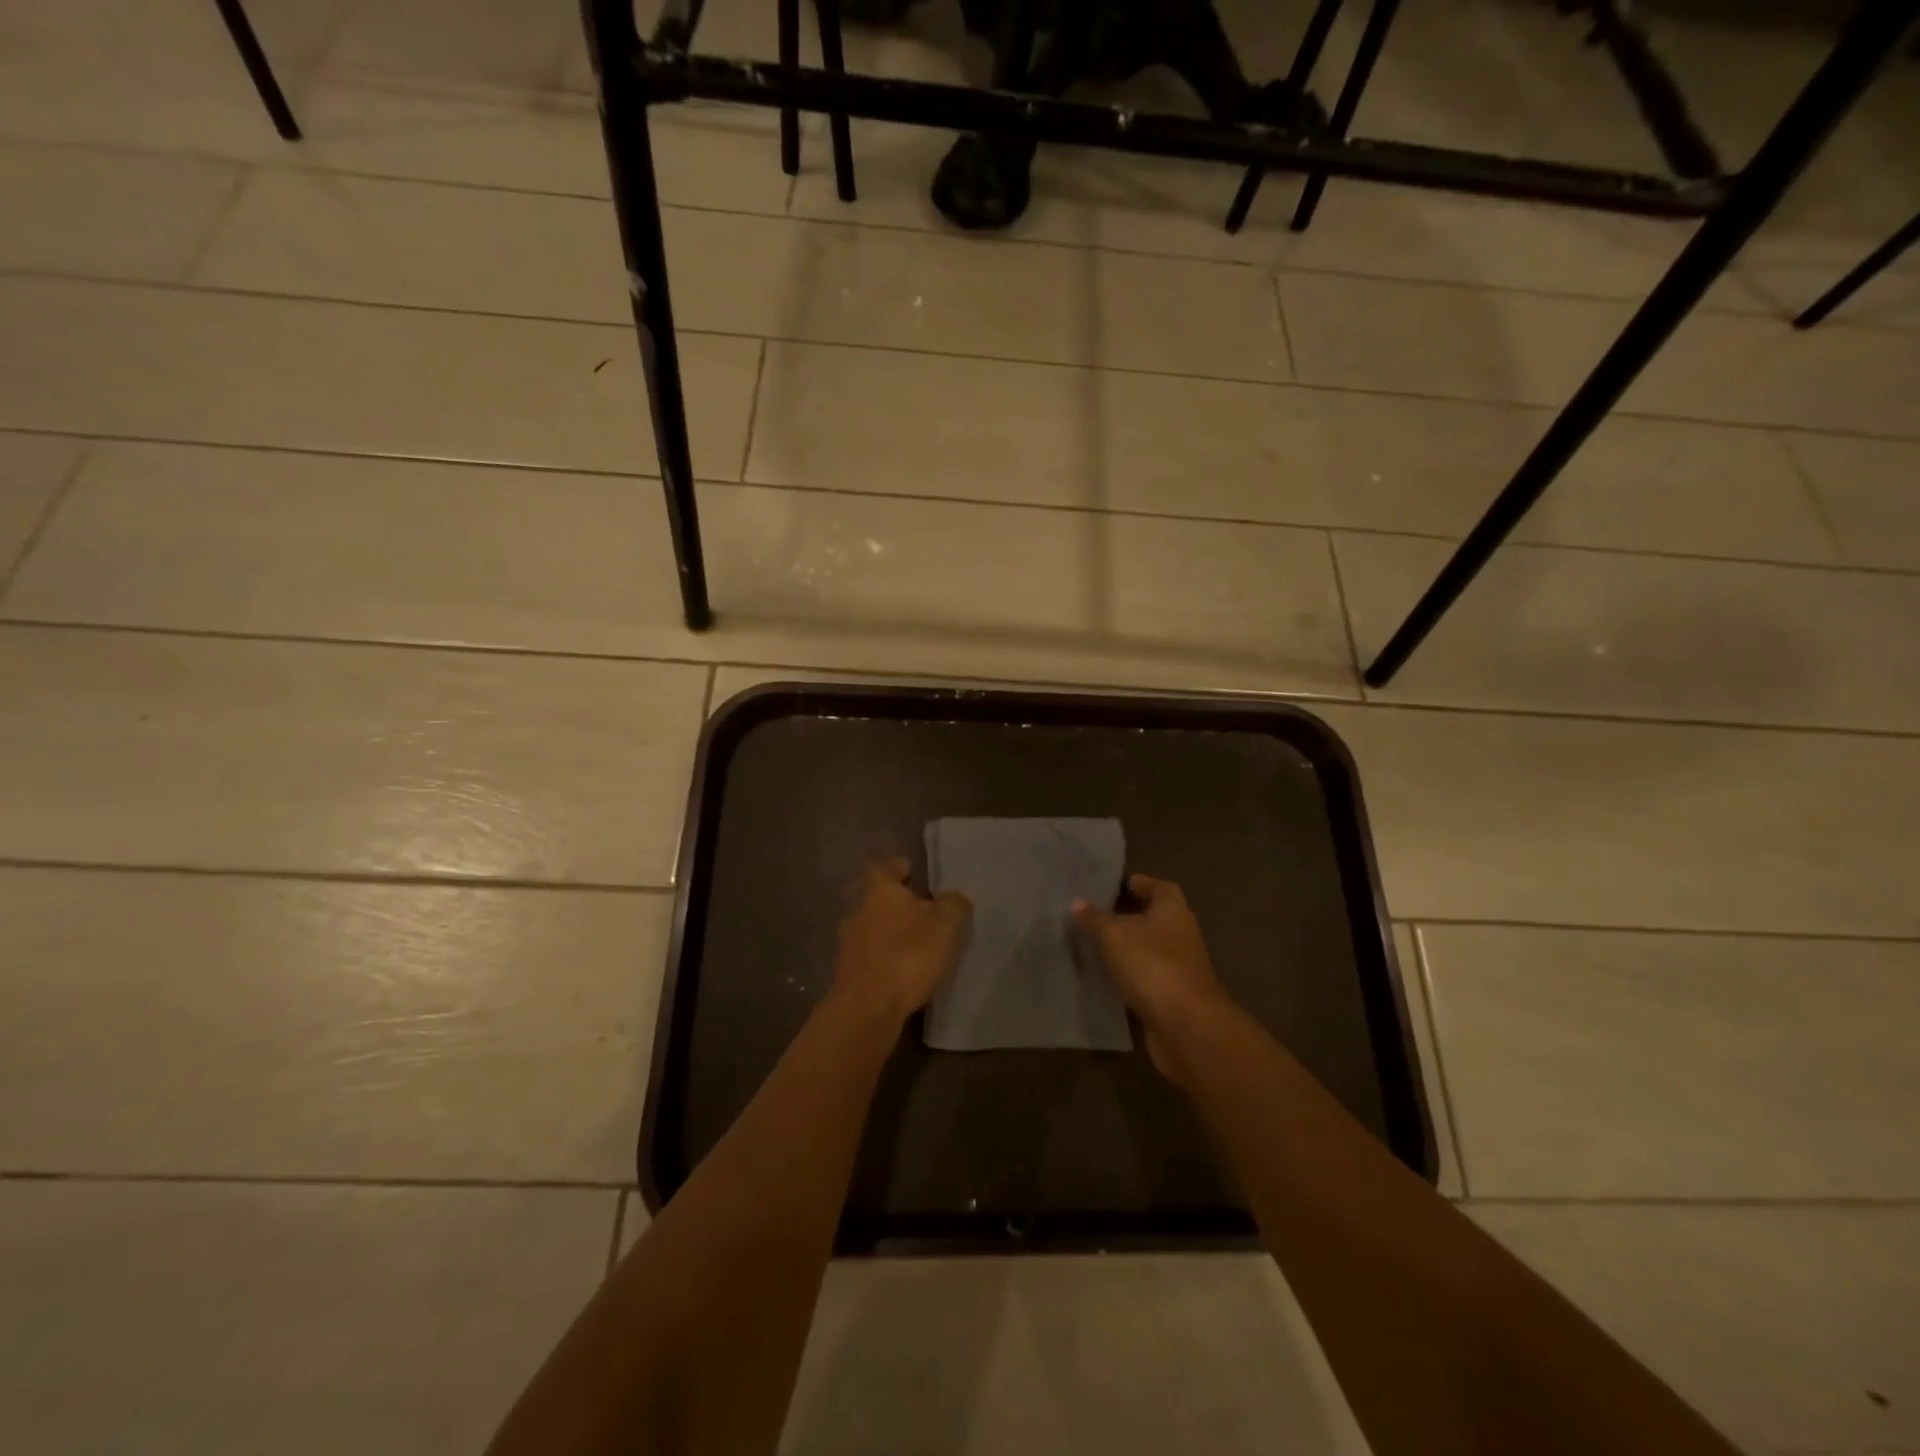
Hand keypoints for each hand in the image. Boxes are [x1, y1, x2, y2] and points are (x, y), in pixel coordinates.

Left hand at [833, 858, 971, 1028]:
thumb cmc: (908, 954)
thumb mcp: (945, 924)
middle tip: (917, 908)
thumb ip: (953, 905)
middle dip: (893, 901)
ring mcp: (848, 942)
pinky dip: (881, 956)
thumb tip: (954, 898)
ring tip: (911, 941)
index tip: (913, 872)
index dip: (899, 867)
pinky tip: (899, 967)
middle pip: (874, 897)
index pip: (885, 866)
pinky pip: (868, 954)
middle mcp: (857, 909)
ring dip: (886, 930)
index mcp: (879, 889)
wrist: (868, 1007)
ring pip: (869, 926)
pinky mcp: (847, 971)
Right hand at [1073, 875, 1227, 1083]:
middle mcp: (1180, 931)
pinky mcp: (1172, 992)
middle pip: (1150, 915)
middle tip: (1089, 914)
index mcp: (1172, 908)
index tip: (1102, 887)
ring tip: (1090, 943)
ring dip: (1124, 945)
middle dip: (1122, 915)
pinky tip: (1104, 974)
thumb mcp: (1114, 935)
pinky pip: (1145, 973)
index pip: (1153, 885)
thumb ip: (1094, 918)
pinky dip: (1128, 972)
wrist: (1186, 1026)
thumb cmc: (1152, 965)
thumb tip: (1077, 902)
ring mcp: (1178, 963)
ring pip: (1146, 946)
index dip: (1130, 883)